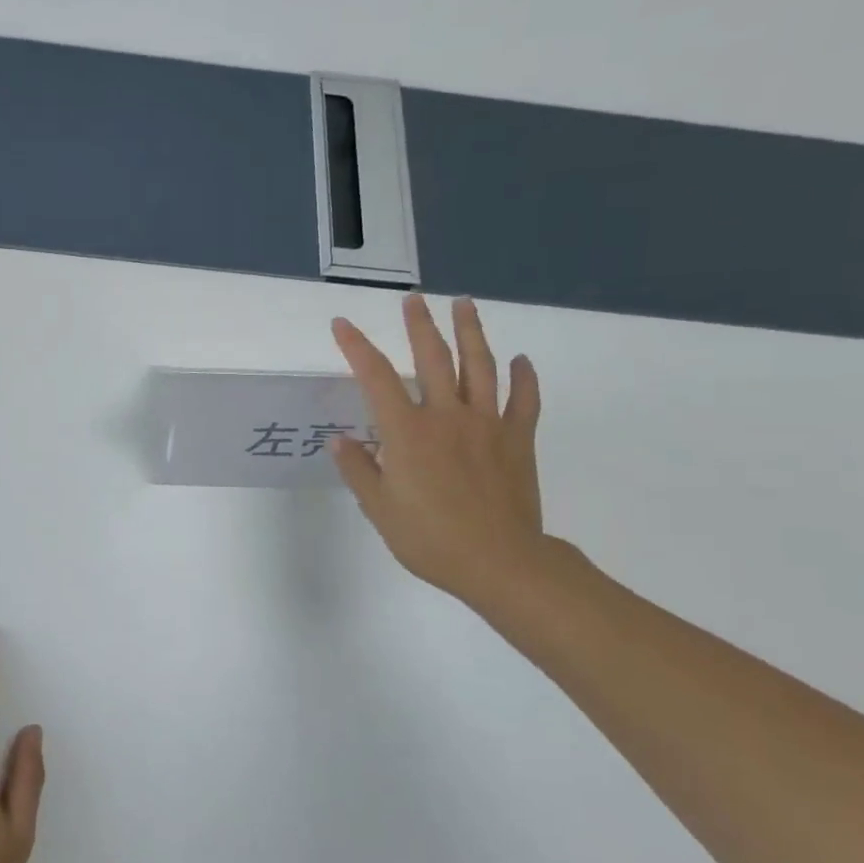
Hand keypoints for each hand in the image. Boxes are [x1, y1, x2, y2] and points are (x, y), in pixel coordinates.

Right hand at [330, 295, 546, 606]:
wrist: (500, 563)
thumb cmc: (430, 538)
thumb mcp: (380, 508)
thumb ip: (359, 469)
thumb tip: (340, 440)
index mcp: (407, 432)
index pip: (376, 377)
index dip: (357, 347)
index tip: (342, 324)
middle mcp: (446, 416)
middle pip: (433, 358)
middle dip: (420, 325)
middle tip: (414, 299)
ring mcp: (486, 425)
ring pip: (480, 366)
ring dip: (470, 332)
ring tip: (464, 304)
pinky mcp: (517, 440)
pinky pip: (523, 401)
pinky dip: (524, 378)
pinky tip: (521, 360)